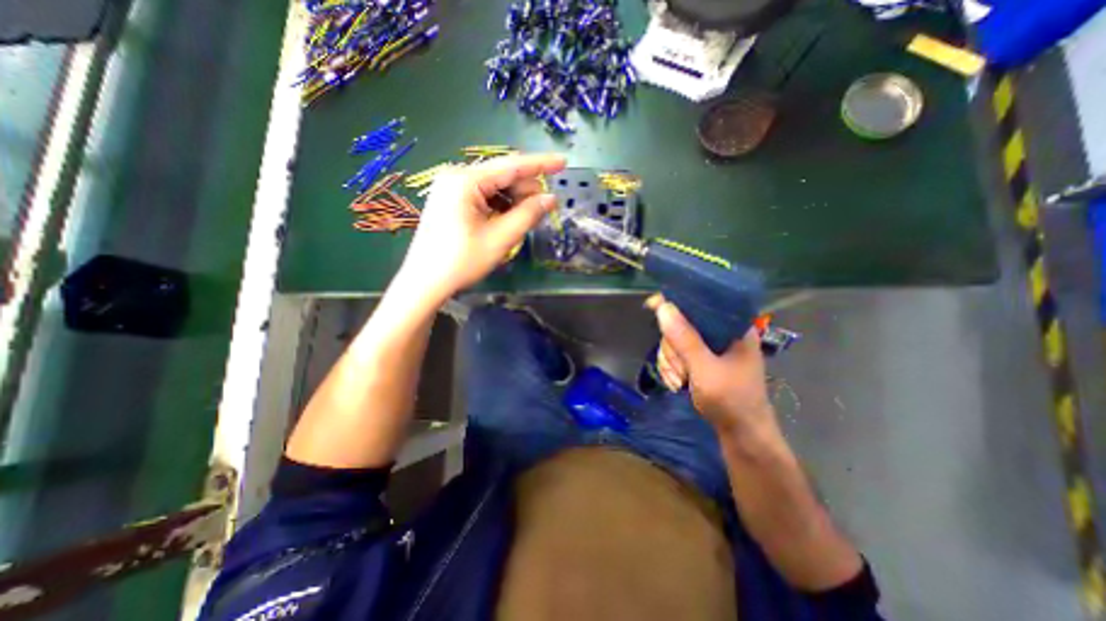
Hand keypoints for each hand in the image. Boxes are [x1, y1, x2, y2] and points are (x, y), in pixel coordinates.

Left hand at [392, 152, 565, 302]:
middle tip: (541, 212)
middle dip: (525, 191)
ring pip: (494, 187)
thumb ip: (528, 215)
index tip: (564, 162)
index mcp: (466, 180)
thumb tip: (551, 199)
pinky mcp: (451, 200)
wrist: (425, 282)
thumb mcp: (500, 239)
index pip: (511, 165)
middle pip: (503, 175)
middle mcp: (457, 176)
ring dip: (513, 201)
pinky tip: (507, 221)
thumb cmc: (461, 262)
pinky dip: (500, 206)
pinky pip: (483, 196)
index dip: (541, 164)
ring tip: (524, 221)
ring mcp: (451, 188)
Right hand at [646, 293, 770, 432]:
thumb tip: (663, 307)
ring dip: (670, 361)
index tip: (652, 306)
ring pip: (674, 341)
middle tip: (679, 369)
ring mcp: (709, 349)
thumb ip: (685, 339)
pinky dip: (671, 368)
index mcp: (733, 327)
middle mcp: (720, 334)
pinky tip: (676, 383)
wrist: (742, 438)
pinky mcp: (700, 362)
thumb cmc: (732, 401)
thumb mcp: (706, 369)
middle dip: (672, 347)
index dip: (675, 301)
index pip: (701, 301)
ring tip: (679, 381)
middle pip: (681, 323)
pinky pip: (676, 355)